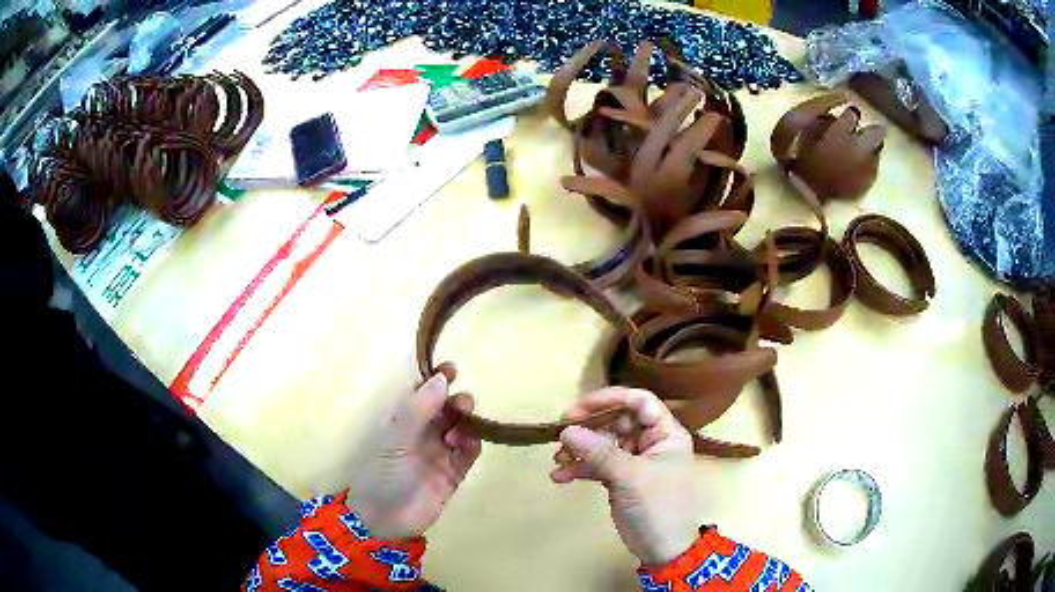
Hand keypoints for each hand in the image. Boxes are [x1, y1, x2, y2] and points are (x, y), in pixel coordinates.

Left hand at [345, 363, 480, 539]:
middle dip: (456, 402)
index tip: (452, 369)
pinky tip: (468, 445)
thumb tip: (442, 378)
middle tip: (461, 405)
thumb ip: (419, 410)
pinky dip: (473, 445)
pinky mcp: (454, 474)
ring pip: (461, 429)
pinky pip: (468, 453)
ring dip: (465, 424)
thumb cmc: (383, 474)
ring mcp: (440, 454)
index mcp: (403, 422)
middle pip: (446, 409)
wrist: (385, 520)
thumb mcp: (396, 439)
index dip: (436, 380)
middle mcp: (423, 434)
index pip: (422, 394)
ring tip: (457, 435)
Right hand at [551, 387, 700, 565]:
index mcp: (665, 434)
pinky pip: (597, 465)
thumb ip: (599, 452)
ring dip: (579, 450)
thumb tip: (566, 430)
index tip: (578, 409)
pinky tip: (560, 477)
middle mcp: (651, 442)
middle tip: (562, 435)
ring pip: (603, 444)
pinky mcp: (620, 479)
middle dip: (589, 429)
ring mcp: (634, 461)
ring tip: (558, 460)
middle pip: (616, 422)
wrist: (662, 549)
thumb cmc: (658, 507)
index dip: (610, 399)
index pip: (639, 402)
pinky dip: (579, 469)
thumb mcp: (630, 477)